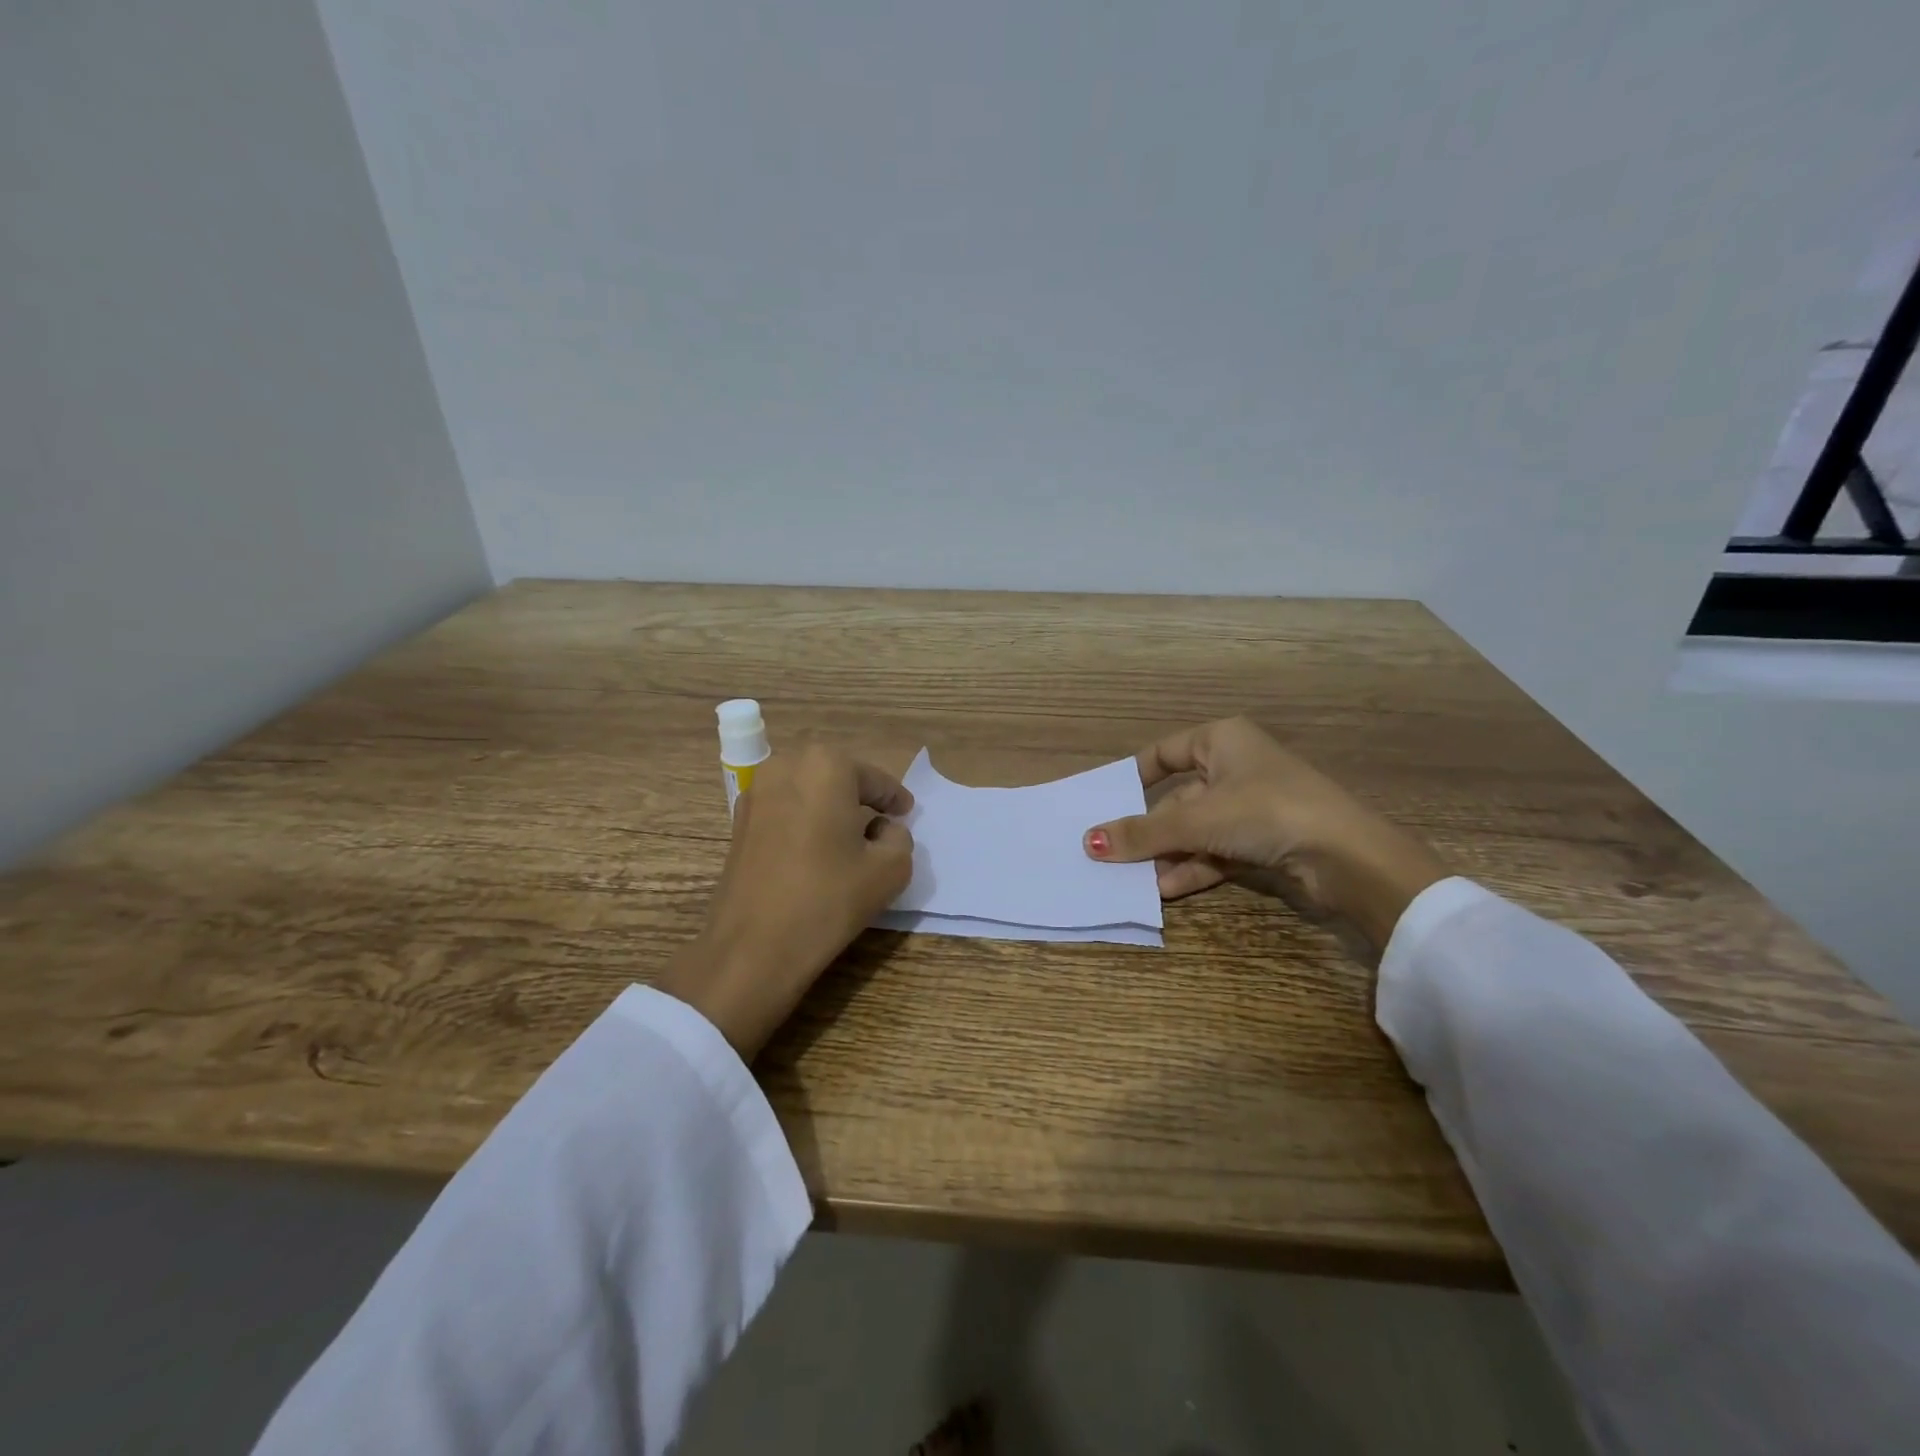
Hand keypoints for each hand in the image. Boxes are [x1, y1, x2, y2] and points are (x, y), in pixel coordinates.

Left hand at [656, 745, 913, 1060]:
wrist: (753, 947)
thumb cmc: (828, 899)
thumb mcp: (890, 869)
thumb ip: (899, 837)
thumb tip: (882, 830)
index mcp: (826, 766)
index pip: (874, 779)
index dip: (895, 799)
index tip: (906, 813)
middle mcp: (786, 766)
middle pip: (838, 778)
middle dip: (860, 798)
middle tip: (881, 825)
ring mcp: (755, 792)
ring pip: (808, 792)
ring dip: (830, 808)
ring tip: (849, 840)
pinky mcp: (738, 822)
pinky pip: (784, 810)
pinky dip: (804, 822)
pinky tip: (815, 853)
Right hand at [1083, 717, 1446, 951]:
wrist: (1348, 856)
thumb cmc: (1266, 811)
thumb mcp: (1197, 820)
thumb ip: (1143, 832)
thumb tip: (1089, 842)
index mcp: (1222, 740)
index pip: (1165, 753)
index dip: (1134, 776)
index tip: (1106, 801)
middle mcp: (1235, 768)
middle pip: (1178, 799)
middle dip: (1149, 830)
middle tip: (1112, 854)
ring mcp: (1252, 807)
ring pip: (1196, 830)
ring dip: (1167, 855)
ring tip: (1134, 879)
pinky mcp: (1265, 841)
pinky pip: (1216, 851)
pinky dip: (1193, 868)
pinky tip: (1166, 890)